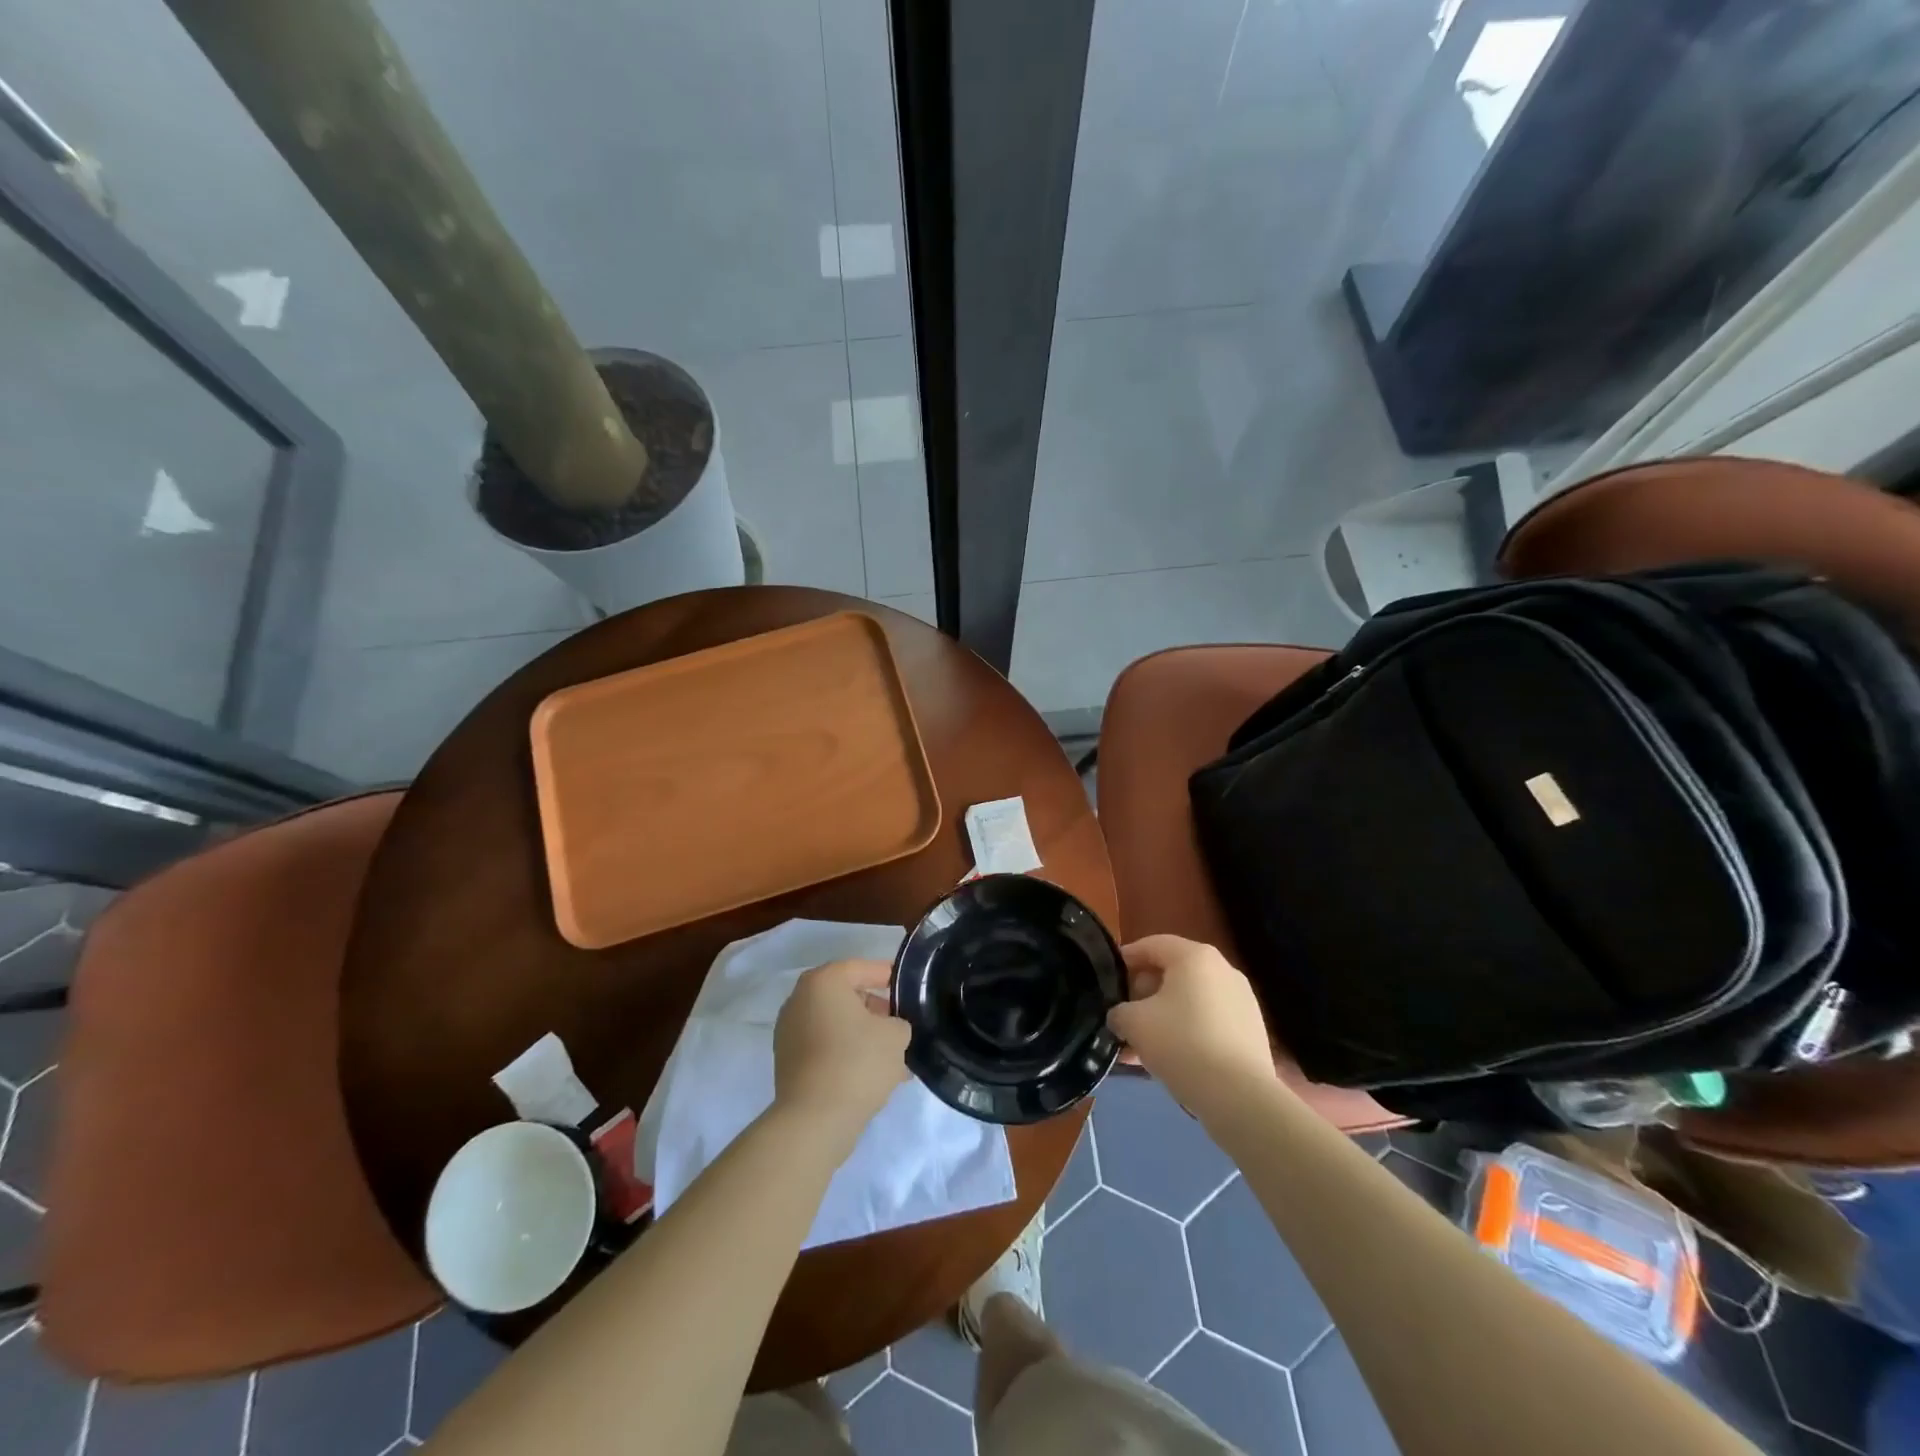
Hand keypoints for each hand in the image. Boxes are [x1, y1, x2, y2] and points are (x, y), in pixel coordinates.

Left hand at [773, 959, 909, 1146]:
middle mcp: (800, 999)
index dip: (887, 976)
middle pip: (845, 995)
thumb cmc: (857, 1063)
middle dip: (874, 1009)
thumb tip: (889, 1028)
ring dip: (861, 1035)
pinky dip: (845, 1052)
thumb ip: (898, 1022)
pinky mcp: (787, 1061)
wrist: (814, 1120)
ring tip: (891, 1056)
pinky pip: (824, 1046)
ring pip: (835, 1024)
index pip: (861, 968)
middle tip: (899, 1025)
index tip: (907, 989)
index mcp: (823, 981)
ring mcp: (789, 1031)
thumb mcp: (895, 1035)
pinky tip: (870, 1073)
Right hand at [1107, 936, 1276, 1114]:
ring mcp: (1241, 1001)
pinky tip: (1166, 1059)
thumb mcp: (1134, 1023)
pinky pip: (1207, 1021)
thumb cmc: (1182, 1044)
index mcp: (1194, 956)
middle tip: (1122, 1016)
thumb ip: (1119, 1012)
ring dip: (1162, 1017)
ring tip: (1138, 1046)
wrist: (1240, 1096)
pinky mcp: (1250, 1030)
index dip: (1125, 959)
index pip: (1151, 945)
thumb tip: (1121, 1016)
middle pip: (1172, 972)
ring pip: (1189, 1001)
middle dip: (1143, 993)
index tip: (1107, 979)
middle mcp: (1222, 969)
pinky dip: (1185, 1032)